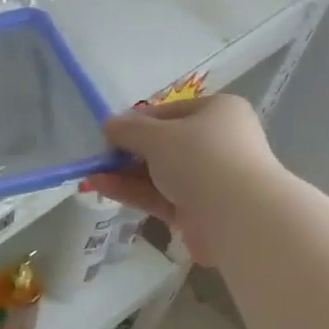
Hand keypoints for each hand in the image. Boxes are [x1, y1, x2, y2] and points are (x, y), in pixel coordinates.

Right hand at [87, 95, 280, 265]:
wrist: (237, 216)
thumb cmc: (201, 159)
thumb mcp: (158, 137)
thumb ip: (129, 130)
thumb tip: (108, 124)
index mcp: (217, 112)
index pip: (169, 112)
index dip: (137, 122)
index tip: (108, 133)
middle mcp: (216, 143)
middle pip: (164, 145)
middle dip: (128, 151)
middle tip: (98, 157)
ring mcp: (207, 179)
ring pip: (159, 173)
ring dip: (125, 173)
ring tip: (91, 174)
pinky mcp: (196, 211)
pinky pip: (159, 196)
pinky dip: (133, 192)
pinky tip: (102, 187)